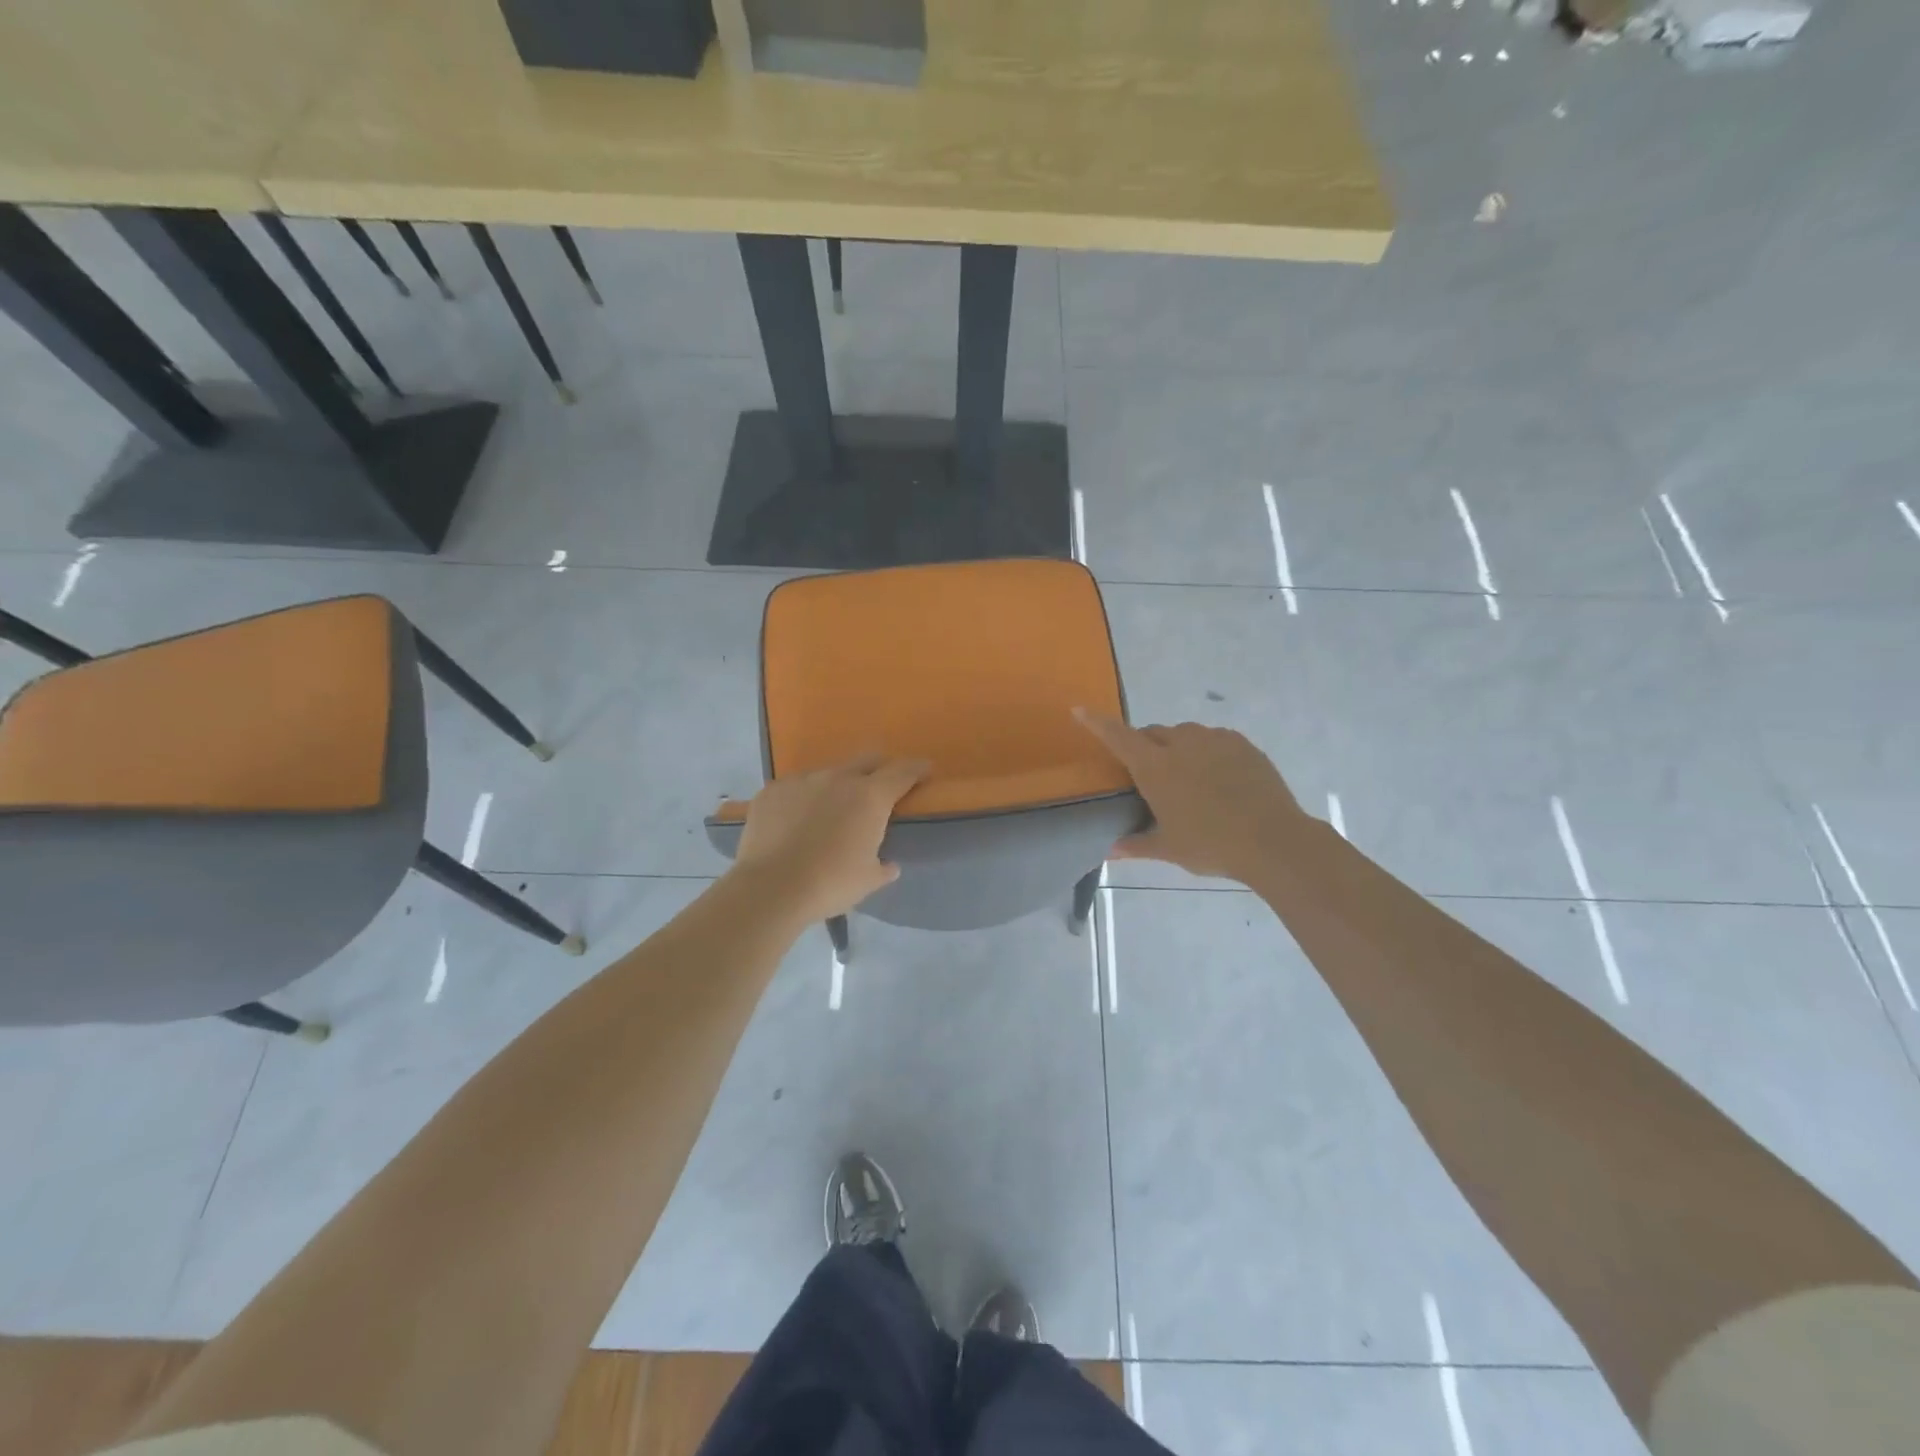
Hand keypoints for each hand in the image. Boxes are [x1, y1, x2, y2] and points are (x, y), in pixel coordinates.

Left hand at [728, 755, 929, 922]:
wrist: (771, 888)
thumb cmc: (830, 883)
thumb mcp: (868, 880)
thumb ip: (883, 867)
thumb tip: (889, 865)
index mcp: (870, 797)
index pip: (903, 772)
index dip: (917, 769)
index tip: (925, 770)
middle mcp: (839, 778)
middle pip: (867, 760)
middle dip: (878, 769)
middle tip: (879, 787)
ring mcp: (802, 780)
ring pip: (827, 774)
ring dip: (835, 787)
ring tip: (828, 812)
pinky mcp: (772, 790)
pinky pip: (794, 788)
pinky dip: (801, 800)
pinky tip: (793, 822)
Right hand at [1076, 710, 1310, 884]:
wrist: (1273, 840)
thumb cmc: (1211, 845)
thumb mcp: (1169, 848)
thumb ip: (1136, 844)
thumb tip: (1110, 850)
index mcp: (1155, 766)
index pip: (1118, 736)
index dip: (1096, 722)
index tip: (1079, 709)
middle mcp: (1181, 743)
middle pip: (1152, 733)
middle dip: (1144, 746)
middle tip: (1149, 775)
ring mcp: (1214, 739)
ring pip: (1184, 733)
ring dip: (1176, 747)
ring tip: (1187, 777)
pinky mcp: (1241, 743)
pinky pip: (1213, 738)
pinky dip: (1205, 750)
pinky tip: (1216, 777)